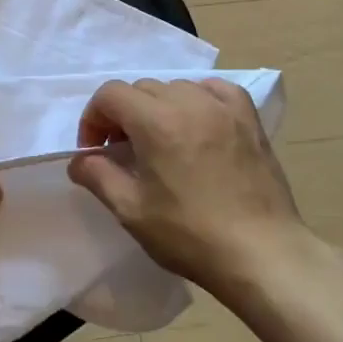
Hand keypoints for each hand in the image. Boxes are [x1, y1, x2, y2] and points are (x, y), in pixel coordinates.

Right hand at [68, 78, 304, 301]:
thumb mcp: (131, 211)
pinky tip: (198, 123)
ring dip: (158, 107)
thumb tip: (80, 160)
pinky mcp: (249, 119)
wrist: (262, 254)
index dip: (94, 118)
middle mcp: (189, 102)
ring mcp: (223, 107)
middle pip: (141, 88)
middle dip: (123, 114)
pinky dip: (197, 99)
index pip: (110, 94)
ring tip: (161, 141)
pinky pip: (215, 90)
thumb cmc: (190, 235)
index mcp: (156, 122)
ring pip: (176, 87)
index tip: (96, 151)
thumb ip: (97, 176)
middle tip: (124, 152)